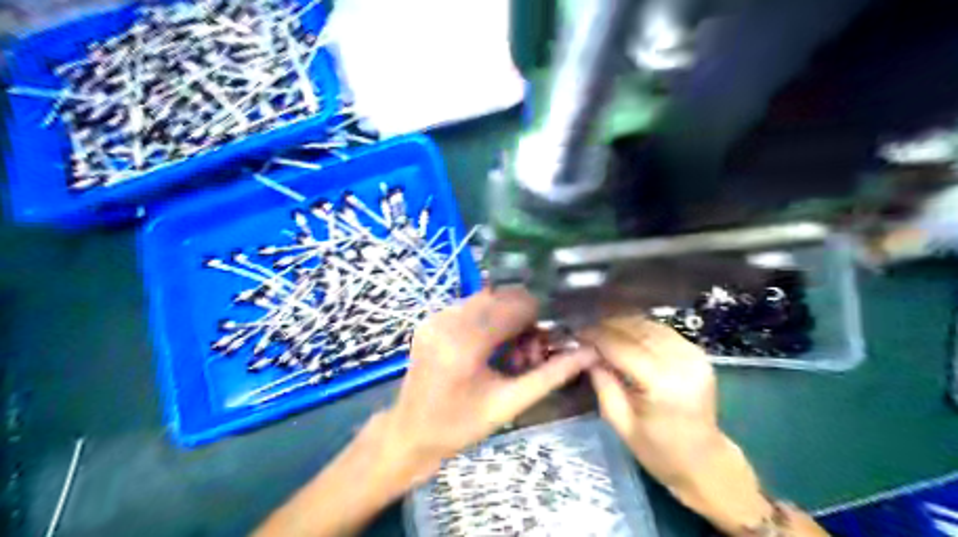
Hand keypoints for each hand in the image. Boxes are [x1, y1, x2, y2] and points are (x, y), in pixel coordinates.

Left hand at [378, 290, 596, 486]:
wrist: (409, 432)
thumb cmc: (460, 426)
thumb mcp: (509, 404)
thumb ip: (550, 376)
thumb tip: (588, 353)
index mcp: (465, 344)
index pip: (514, 306)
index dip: (539, 316)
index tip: (547, 339)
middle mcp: (447, 321)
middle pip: (501, 297)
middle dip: (523, 317)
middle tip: (530, 351)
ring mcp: (435, 317)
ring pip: (486, 299)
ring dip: (506, 317)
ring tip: (511, 352)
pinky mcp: (430, 319)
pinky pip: (469, 306)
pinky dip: (487, 319)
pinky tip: (490, 347)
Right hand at [583, 317, 718, 488]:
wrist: (703, 461)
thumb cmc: (658, 450)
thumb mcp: (619, 422)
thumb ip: (602, 383)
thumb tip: (586, 352)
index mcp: (662, 384)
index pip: (621, 346)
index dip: (596, 336)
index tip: (575, 334)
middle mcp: (681, 362)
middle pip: (636, 329)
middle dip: (607, 326)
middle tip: (585, 331)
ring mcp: (694, 354)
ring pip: (649, 325)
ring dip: (622, 324)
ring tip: (601, 330)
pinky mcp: (698, 352)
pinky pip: (662, 330)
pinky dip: (640, 328)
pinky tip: (625, 333)